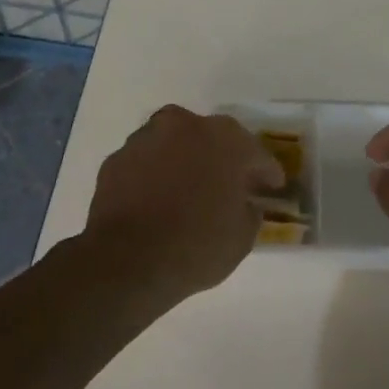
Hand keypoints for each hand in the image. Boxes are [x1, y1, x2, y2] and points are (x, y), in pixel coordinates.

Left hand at [84, 106, 285, 298]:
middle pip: (211, 137)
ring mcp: (146, 139)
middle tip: (228, 183)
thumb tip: (245, 203)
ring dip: (184, 160)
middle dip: (222, 157)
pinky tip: (157, 198)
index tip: (272, 187)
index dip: (266, 172)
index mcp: (225, 140)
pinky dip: (154, 174)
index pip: (255, 153)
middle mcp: (185, 126)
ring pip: (174, 143)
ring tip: (187, 189)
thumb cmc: (196, 247)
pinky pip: (147, 162)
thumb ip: (249, 210)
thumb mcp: (242, 237)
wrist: (126, 262)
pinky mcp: (116, 158)